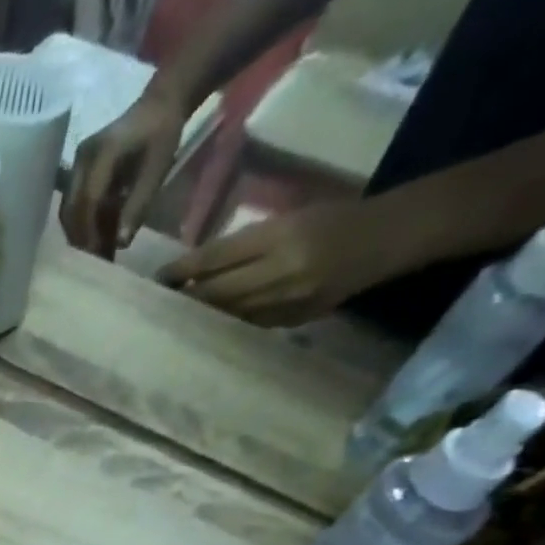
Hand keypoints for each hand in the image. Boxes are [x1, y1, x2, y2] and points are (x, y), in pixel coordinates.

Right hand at [62, 93, 189, 257]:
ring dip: (81, 234)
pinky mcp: (79, 173)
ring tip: (99, 252)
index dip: (90, 232)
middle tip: (97, 261)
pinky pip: (75, 205)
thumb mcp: (156, 169)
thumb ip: (138, 205)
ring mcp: (77, 166)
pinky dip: (85, 224)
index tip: (99, 255)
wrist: (159, 105)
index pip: (87, 201)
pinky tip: (99, 237)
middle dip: (81, 238)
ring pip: (69, 211)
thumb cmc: (162, 134)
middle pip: (71, 210)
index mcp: (102, 152)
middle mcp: (81, 159)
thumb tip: (121, 243)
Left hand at [157, 201, 402, 325]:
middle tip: (161, 303)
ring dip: (201, 316)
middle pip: (217, 292)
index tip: (160, 278)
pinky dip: (225, 324)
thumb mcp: (289, 219)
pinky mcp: (291, 322)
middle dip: (186, 299)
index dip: (184, 270)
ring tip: (176, 317)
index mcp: (281, 236)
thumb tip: (196, 269)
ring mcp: (287, 302)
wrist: (384, 239)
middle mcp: (281, 272)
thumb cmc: (333, 219)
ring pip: (228, 314)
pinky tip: (207, 325)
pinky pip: (247, 325)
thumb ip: (244, 245)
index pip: (218, 258)